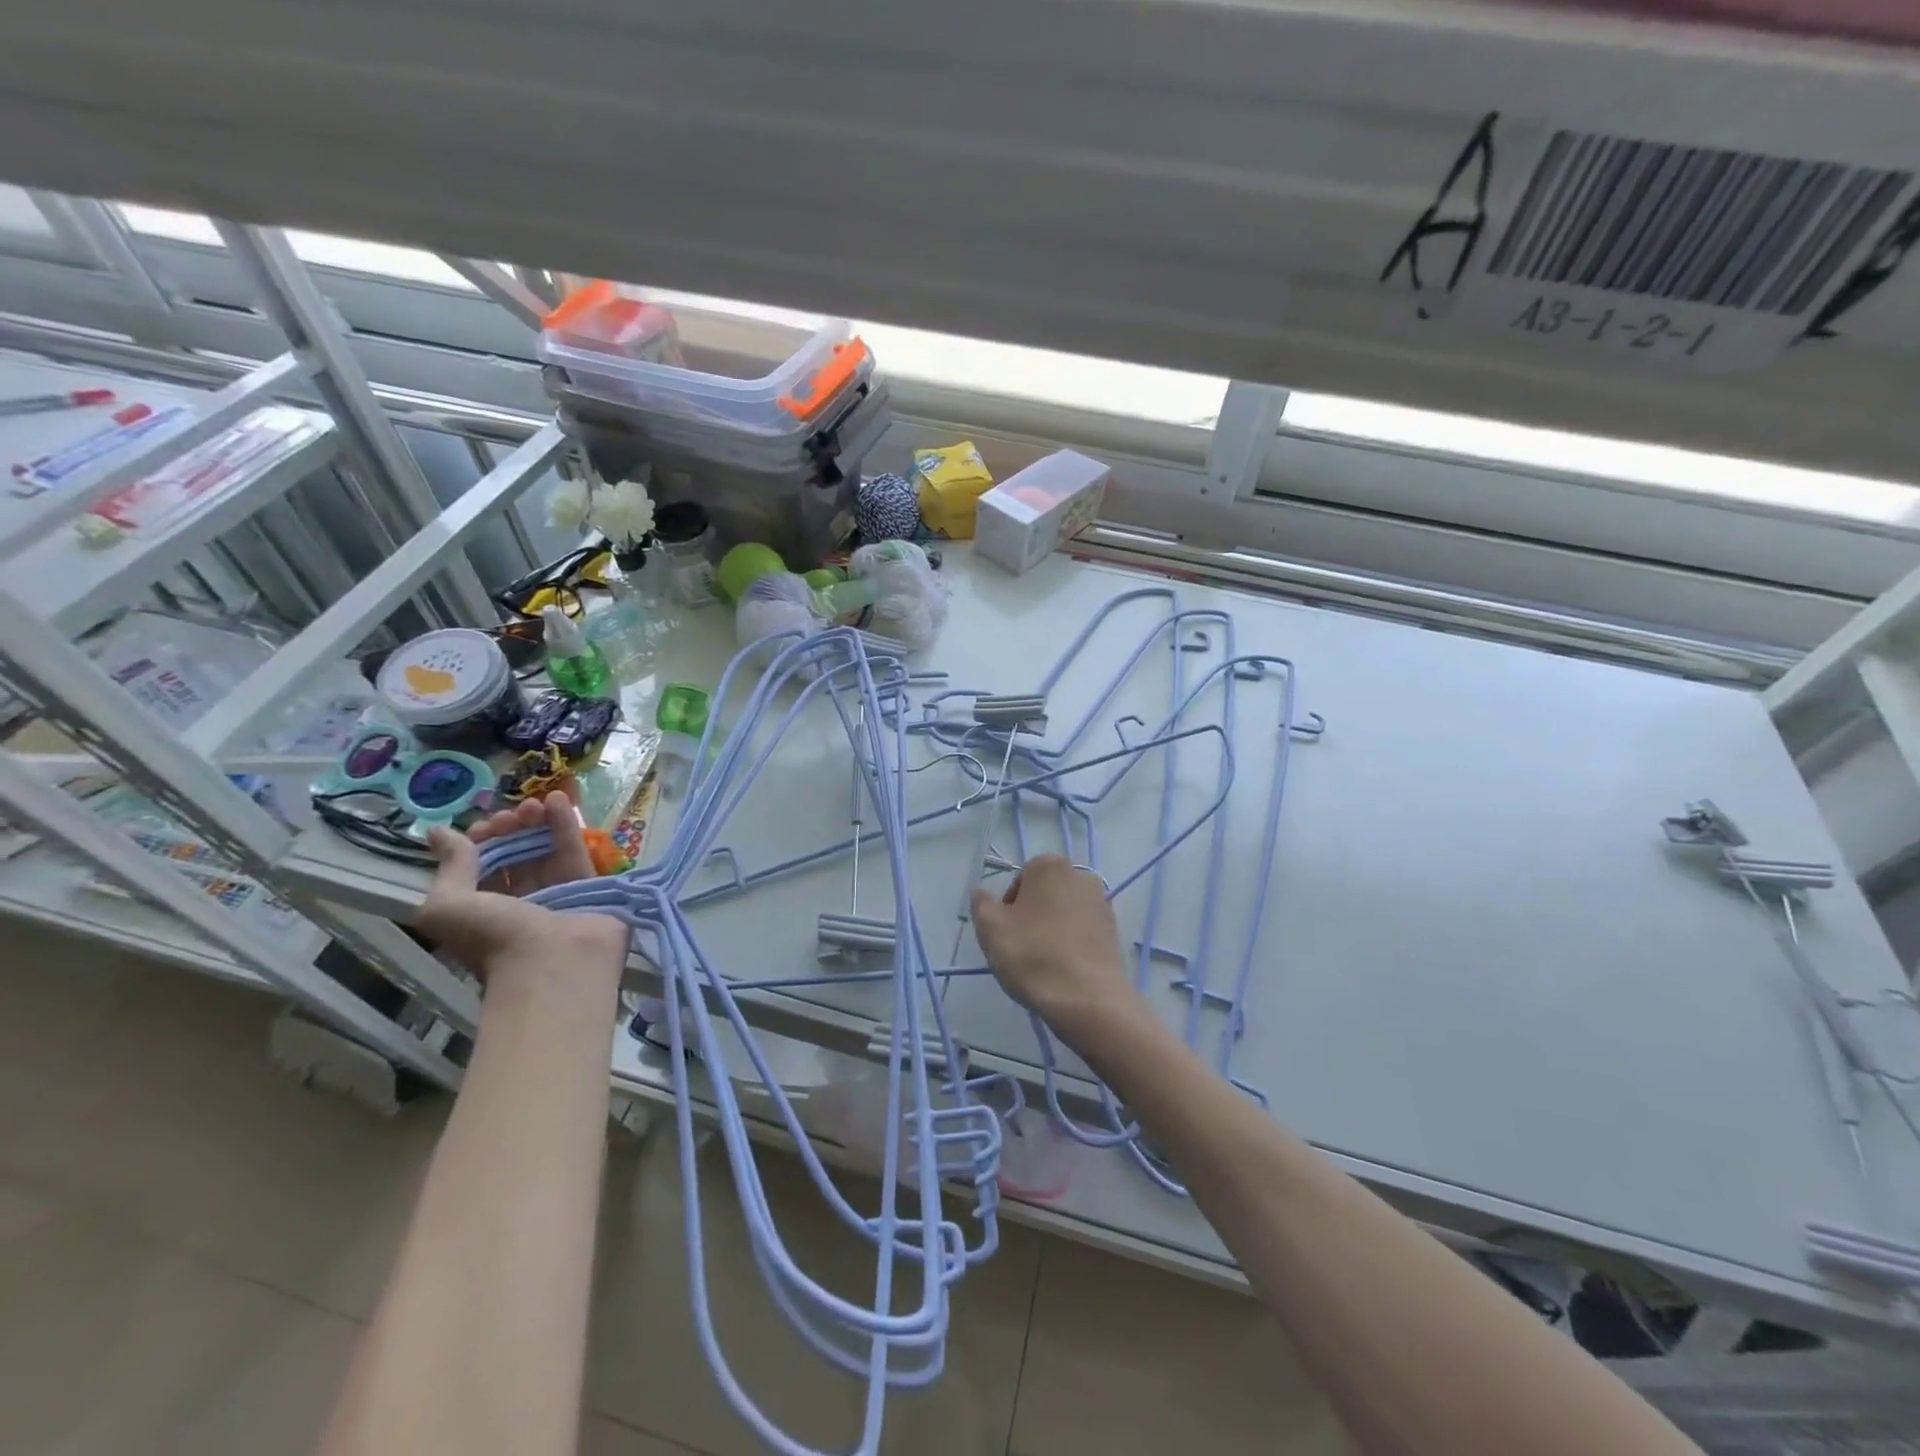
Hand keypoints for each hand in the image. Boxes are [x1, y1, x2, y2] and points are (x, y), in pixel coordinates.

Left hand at [418, 791, 627, 986]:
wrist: (553, 962)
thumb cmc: (494, 938)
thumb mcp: (449, 904)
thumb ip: (450, 865)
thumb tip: (438, 832)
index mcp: (483, 912)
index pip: (482, 867)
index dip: (482, 842)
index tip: (485, 827)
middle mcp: (519, 903)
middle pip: (515, 855)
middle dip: (511, 830)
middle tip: (514, 813)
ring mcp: (556, 894)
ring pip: (545, 851)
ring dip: (539, 822)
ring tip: (537, 802)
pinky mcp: (589, 887)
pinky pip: (574, 852)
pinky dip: (566, 825)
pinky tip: (560, 799)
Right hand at [970, 854, 1133, 1035]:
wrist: (1086, 998)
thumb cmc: (1032, 955)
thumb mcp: (990, 928)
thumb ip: (981, 904)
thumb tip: (981, 893)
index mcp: (1050, 866)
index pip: (1020, 880)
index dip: (1009, 907)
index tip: (1006, 933)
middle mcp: (1081, 876)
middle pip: (1045, 894)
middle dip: (1032, 915)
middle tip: (1021, 947)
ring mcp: (1102, 903)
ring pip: (1064, 913)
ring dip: (1052, 929)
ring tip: (1043, 962)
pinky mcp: (1114, 931)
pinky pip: (1083, 931)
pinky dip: (1072, 944)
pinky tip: (1063, 968)